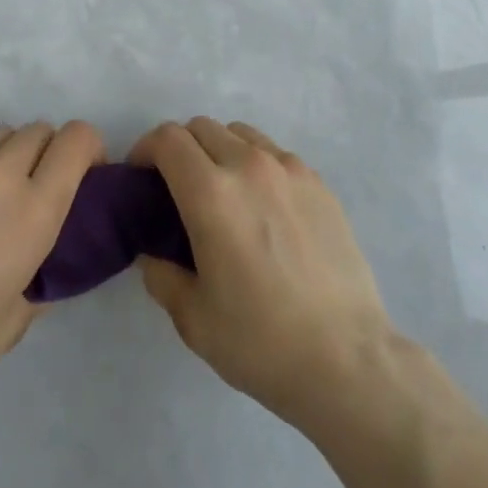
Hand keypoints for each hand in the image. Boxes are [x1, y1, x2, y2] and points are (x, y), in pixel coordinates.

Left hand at [0, 119, 104, 422]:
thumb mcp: (14, 320)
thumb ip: (40, 275)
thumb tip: (43, 260)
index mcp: (33, 208)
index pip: (77, 139)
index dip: (87, 149)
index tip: (82, 174)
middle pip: (39, 130)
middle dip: (46, 153)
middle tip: (31, 191)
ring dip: (5, 156)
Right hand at [128, 118, 395, 429]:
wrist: (347, 360)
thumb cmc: (261, 342)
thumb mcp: (193, 318)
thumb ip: (161, 275)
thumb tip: (153, 253)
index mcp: (212, 193)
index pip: (168, 139)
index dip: (145, 150)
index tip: (140, 178)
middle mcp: (249, 165)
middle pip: (201, 127)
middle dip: (179, 149)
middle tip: (176, 189)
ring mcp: (289, 169)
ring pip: (240, 133)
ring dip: (218, 150)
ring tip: (223, 194)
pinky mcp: (318, 182)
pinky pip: (274, 154)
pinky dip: (255, 164)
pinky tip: (263, 208)